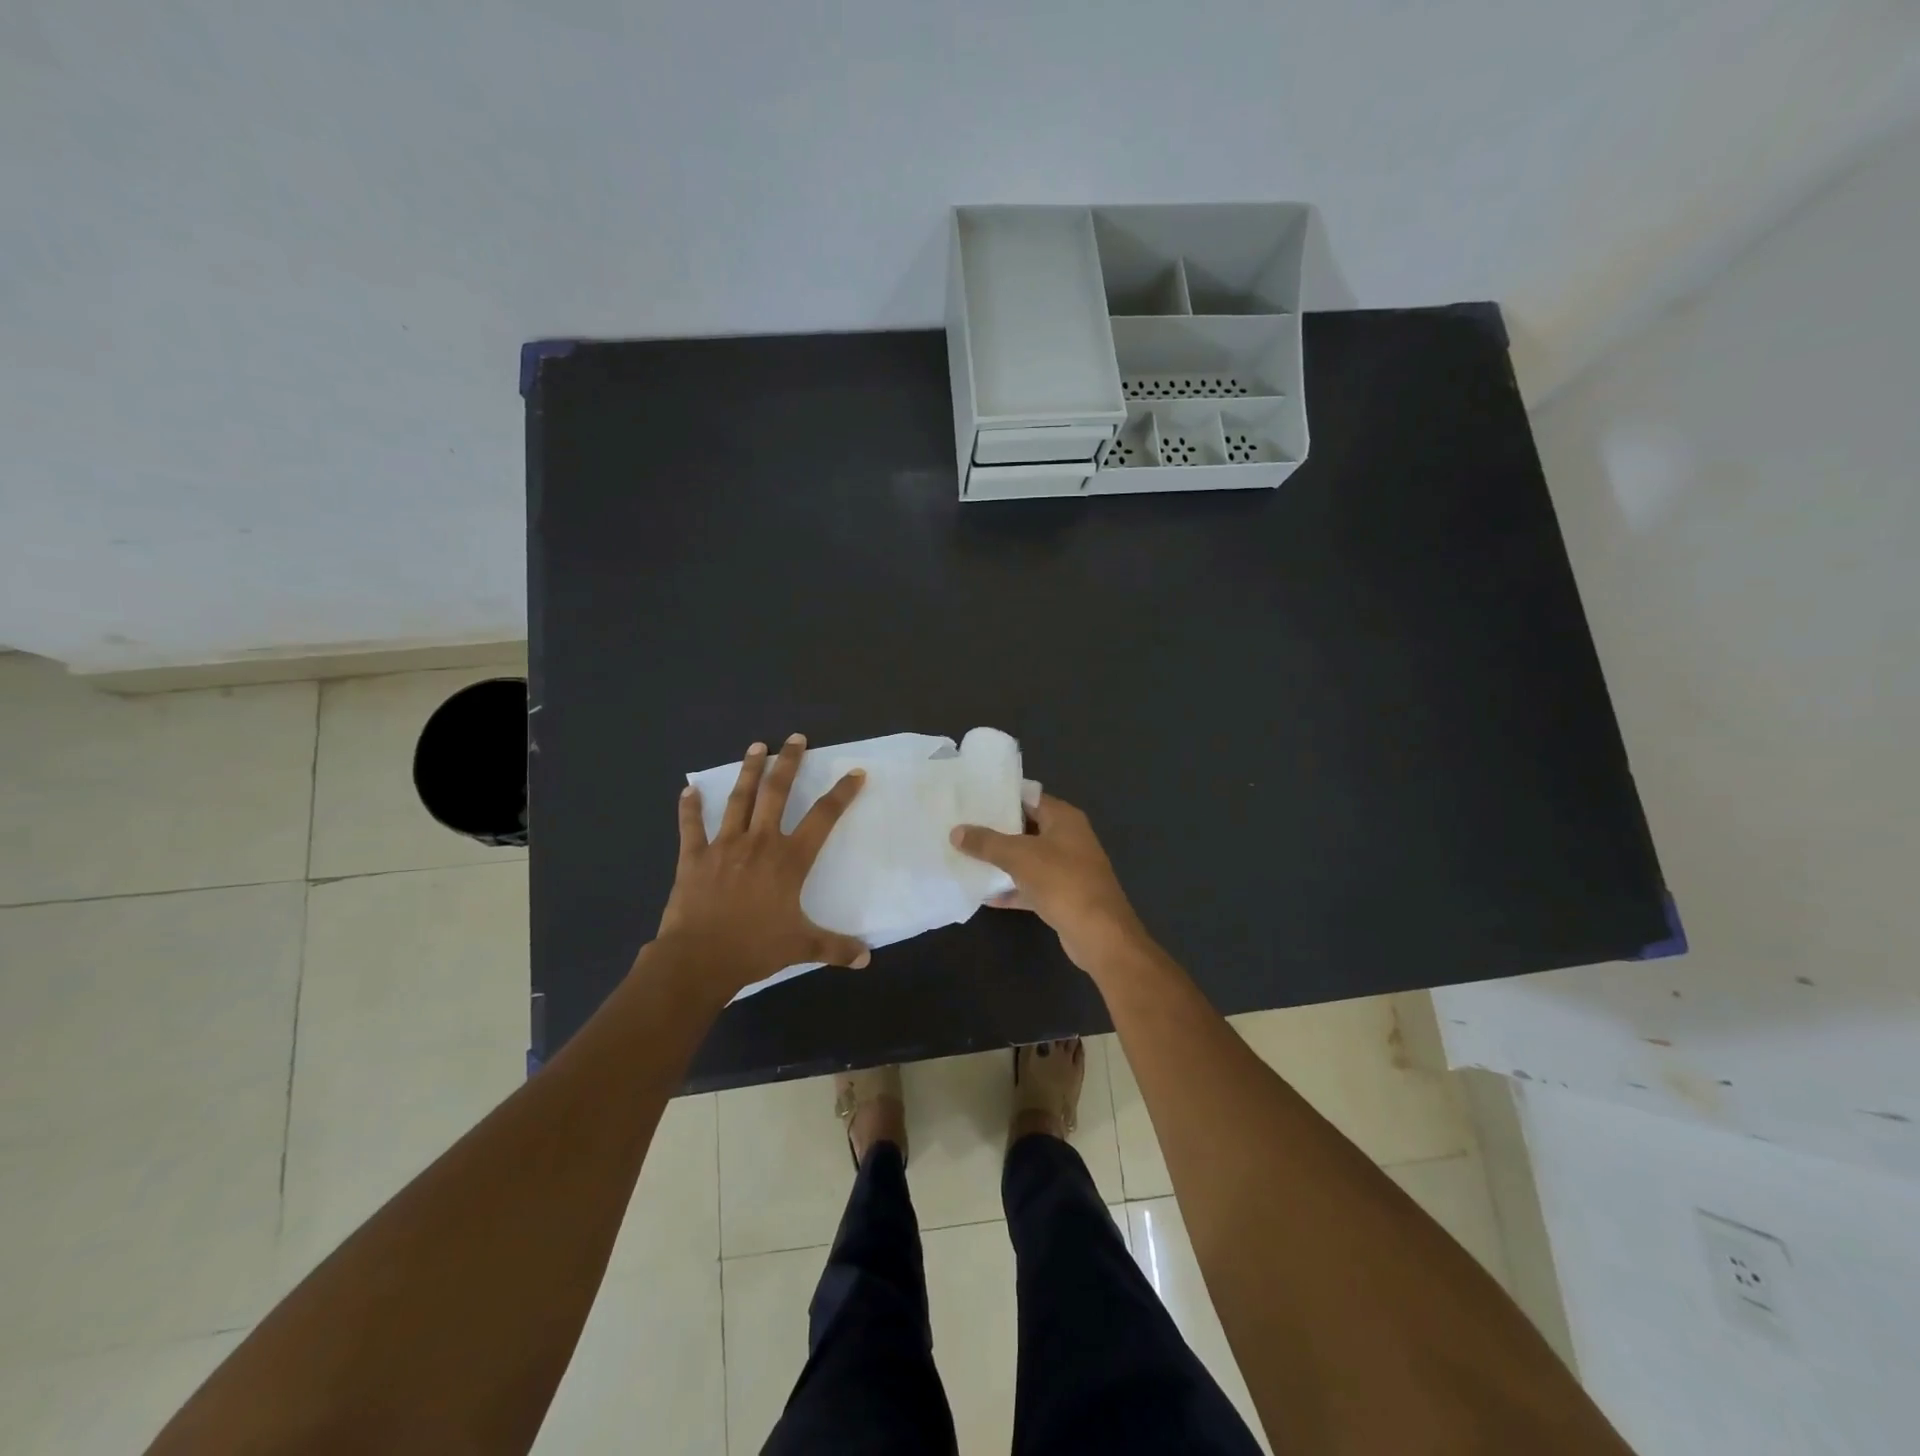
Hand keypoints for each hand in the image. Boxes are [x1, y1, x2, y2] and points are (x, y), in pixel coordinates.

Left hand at [652, 735, 869, 995]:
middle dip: (789, 763)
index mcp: (789, 859)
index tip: (855, 773)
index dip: (841, 793)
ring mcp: (724, 845)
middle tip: (796, 738)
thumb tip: (866, 958)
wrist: (699, 959)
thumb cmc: (754, 949)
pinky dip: (690, 807)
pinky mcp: (694, 856)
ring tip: (756, 746)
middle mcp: (760, 842)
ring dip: (748, 770)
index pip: (823, 817)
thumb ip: (835, 947)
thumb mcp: (801, 947)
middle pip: (777, 792)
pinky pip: (692, 826)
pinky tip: (689, 789)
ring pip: (739, 799)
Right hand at [949, 793, 1148, 972]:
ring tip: (965, 857)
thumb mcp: (1019, 856)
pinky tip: (983, 895)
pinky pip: (1031, 886)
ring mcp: (1067, 868)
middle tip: (962, 827)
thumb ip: (986, 843)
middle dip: (996, 830)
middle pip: (1026, 827)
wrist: (1099, 934)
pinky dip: (1011, 889)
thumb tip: (956, 831)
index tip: (971, 799)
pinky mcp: (1062, 895)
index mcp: (1064, 818)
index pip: (1029, 797)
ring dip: (1001, 861)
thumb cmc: (1062, 882)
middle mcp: (1068, 838)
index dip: (1001, 797)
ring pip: (1028, 859)